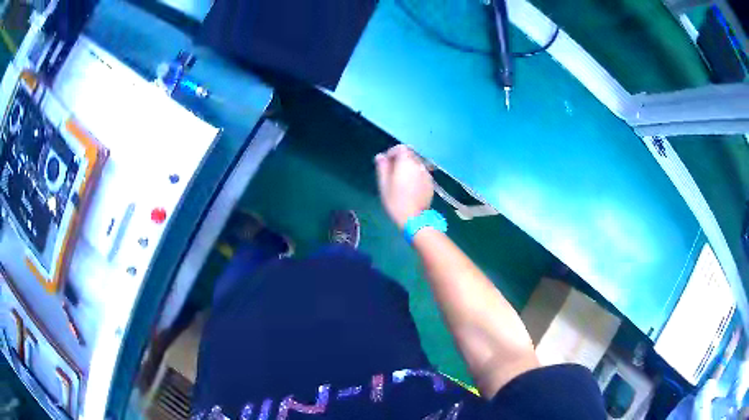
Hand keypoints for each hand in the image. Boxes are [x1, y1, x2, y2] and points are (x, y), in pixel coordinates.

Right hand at [375, 145, 433, 229]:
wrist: (413, 218)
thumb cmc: (395, 201)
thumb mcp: (384, 184)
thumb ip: (382, 167)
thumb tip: (380, 156)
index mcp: (406, 162)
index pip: (401, 148)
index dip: (392, 152)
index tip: (386, 162)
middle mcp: (418, 165)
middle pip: (410, 155)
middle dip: (401, 159)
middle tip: (392, 172)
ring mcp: (426, 174)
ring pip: (416, 164)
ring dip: (408, 167)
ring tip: (401, 180)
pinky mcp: (431, 183)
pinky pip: (422, 174)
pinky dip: (415, 175)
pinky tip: (410, 187)